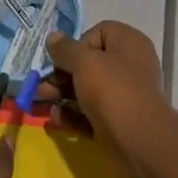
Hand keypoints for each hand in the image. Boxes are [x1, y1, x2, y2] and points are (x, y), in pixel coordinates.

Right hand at [36, 21, 167, 177]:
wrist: (139, 144)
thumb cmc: (113, 91)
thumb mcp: (84, 63)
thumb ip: (65, 49)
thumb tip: (53, 37)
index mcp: (128, 43)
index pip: (99, 33)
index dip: (78, 44)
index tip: (63, 59)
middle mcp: (129, 67)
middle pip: (89, 64)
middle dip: (61, 74)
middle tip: (39, 85)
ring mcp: (123, 97)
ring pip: (87, 90)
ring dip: (61, 95)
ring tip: (38, 102)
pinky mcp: (117, 124)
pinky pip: (90, 114)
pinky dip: (72, 115)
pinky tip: (54, 119)